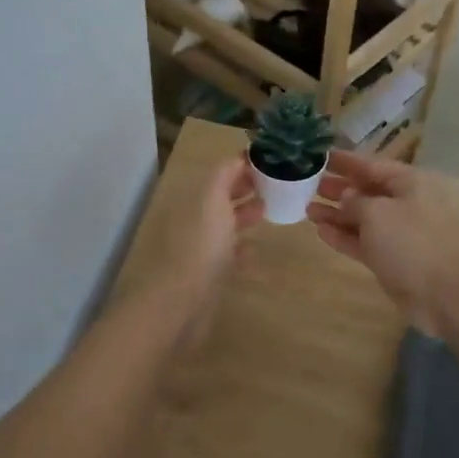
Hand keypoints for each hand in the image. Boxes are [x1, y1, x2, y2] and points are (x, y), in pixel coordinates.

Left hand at [155, 154, 263, 348]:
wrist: (182, 301)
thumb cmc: (201, 245)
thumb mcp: (213, 198)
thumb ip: (224, 173)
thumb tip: (240, 156)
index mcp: (193, 199)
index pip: (219, 174)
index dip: (243, 166)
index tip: (272, 163)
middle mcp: (193, 220)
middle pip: (221, 198)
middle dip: (245, 189)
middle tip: (276, 186)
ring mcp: (198, 248)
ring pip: (224, 225)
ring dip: (244, 217)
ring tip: (269, 212)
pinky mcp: (206, 275)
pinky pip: (226, 256)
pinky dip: (240, 250)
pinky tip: (254, 252)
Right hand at [307, 151, 458, 338]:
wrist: (442, 294)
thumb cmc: (410, 242)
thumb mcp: (378, 212)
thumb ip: (356, 200)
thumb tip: (346, 195)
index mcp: (409, 184)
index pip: (372, 165)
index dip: (345, 161)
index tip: (319, 155)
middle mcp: (405, 204)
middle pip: (367, 191)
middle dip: (338, 187)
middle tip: (308, 183)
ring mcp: (398, 234)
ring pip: (362, 218)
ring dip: (336, 213)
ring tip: (307, 208)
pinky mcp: (391, 259)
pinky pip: (363, 241)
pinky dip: (343, 236)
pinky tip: (320, 231)